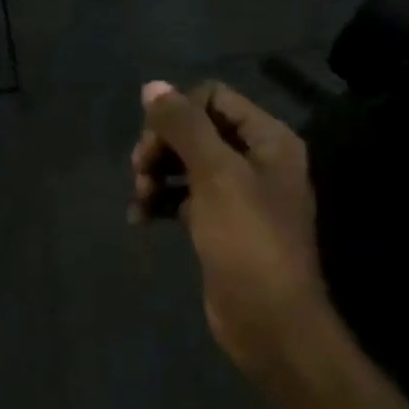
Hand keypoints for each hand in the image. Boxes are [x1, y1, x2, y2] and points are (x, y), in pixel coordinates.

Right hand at [130, 81, 330, 381]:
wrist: (269, 322)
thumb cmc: (247, 240)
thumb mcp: (215, 174)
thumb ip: (183, 125)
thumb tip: (152, 86)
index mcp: (268, 140)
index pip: (214, 98)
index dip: (179, 112)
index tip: (154, 140)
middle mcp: (256, 160)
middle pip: (196, 130)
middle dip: (162, 145)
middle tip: (139, 170)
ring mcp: (237, 194)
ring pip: (185, 164)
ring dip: (156, 173)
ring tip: (139, 198)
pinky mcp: (219, 224)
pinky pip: (183, 196)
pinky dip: (160, 201)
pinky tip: (140, 217)